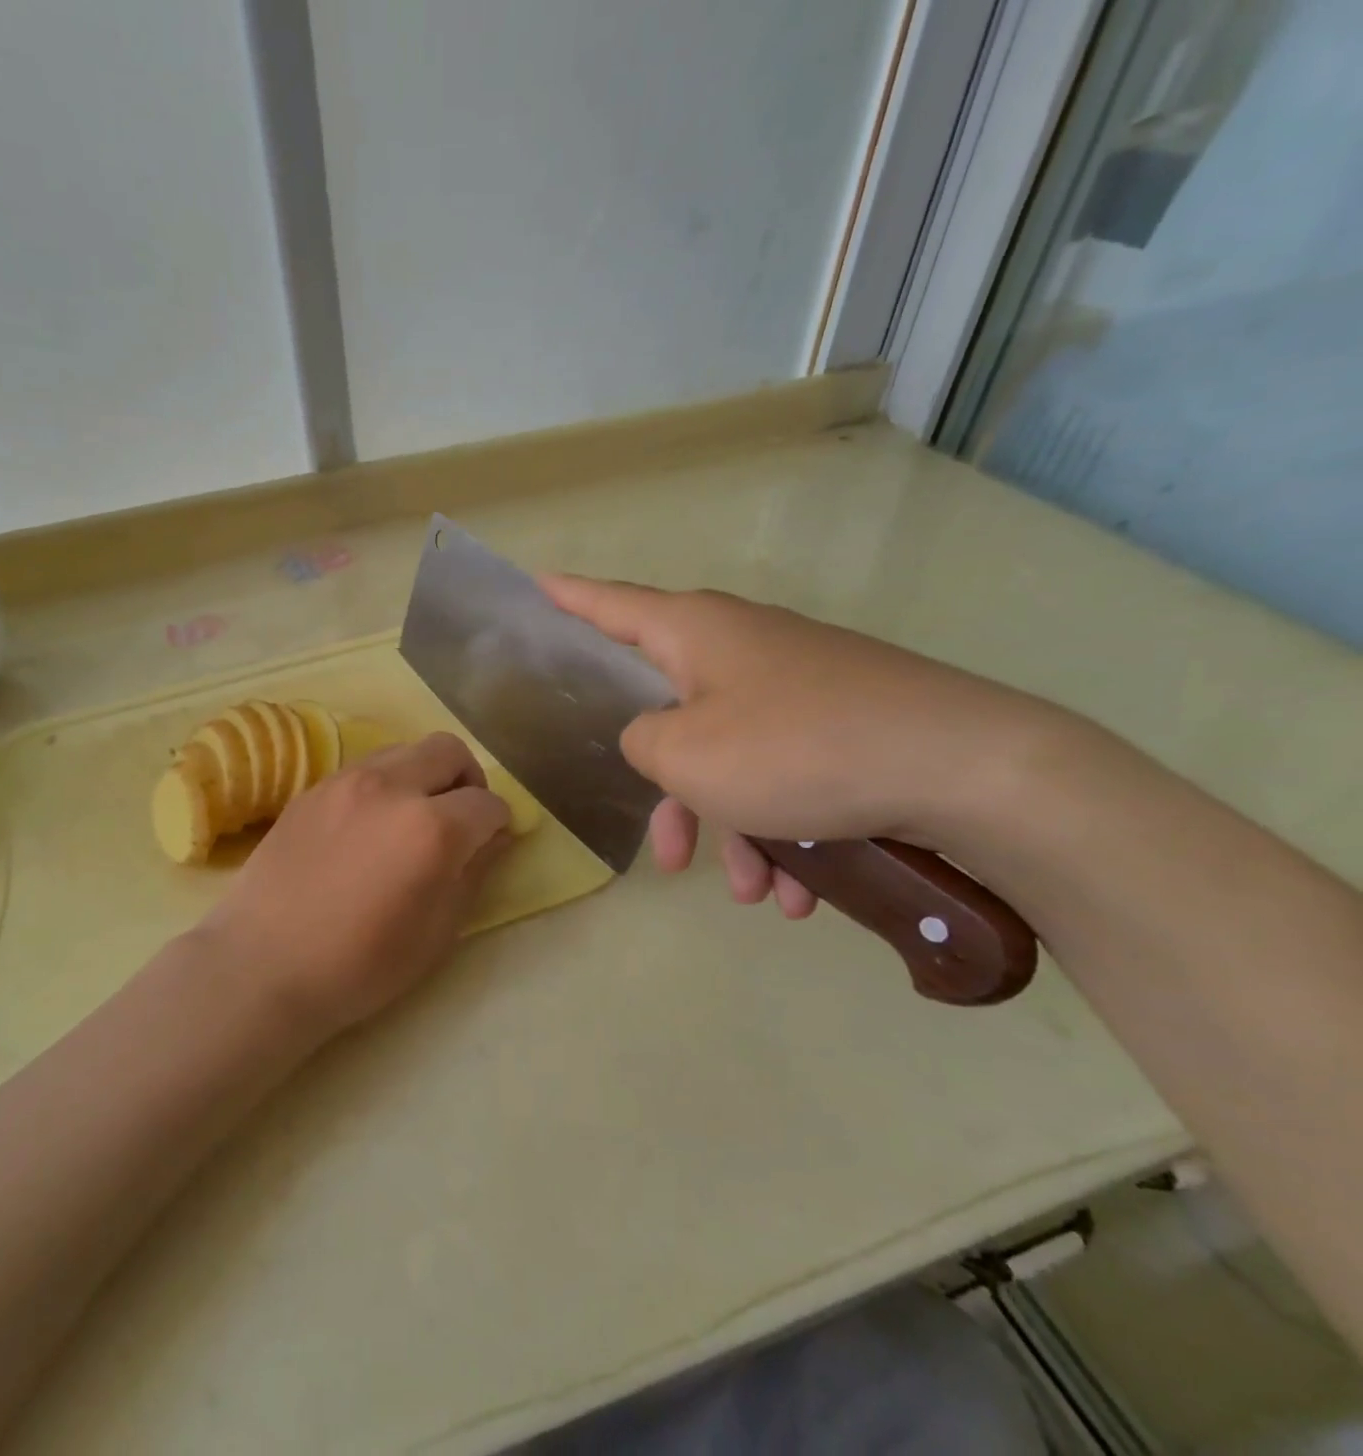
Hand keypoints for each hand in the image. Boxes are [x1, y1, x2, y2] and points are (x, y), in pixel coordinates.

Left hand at [191, 733, 511, 1038]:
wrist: (263, 965)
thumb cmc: (360, 965)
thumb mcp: (437, 932)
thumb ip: (474, 873)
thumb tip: (495, 837)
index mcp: (431, 827)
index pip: (487, 802)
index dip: (499, 822)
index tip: (492, 842)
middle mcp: (391, 787)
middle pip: (449, 751)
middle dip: (467, 779)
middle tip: (459, 818)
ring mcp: (345, 781)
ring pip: (404, 750)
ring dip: (423, 775)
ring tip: (411, 820)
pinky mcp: (311, 789)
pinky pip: (363, 768)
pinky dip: (383, 785)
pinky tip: (368, 826)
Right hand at [543, 575, 1055, 917]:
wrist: (970, 771)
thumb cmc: (798, 750)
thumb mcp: (687, 756)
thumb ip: (642, 743)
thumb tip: (656, 737)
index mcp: (697, 634)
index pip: (612, 605)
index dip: (570, 597)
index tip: (538, 582)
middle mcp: (745, 648)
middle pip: (676, 717)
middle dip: (674, 797)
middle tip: (670, 857)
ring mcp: (800, 686)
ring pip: (735, 761)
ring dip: (736, 831)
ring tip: (758, 893)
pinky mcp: (846, 724)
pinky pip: (788, 776)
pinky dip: (787, 832)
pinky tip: (804, 893)